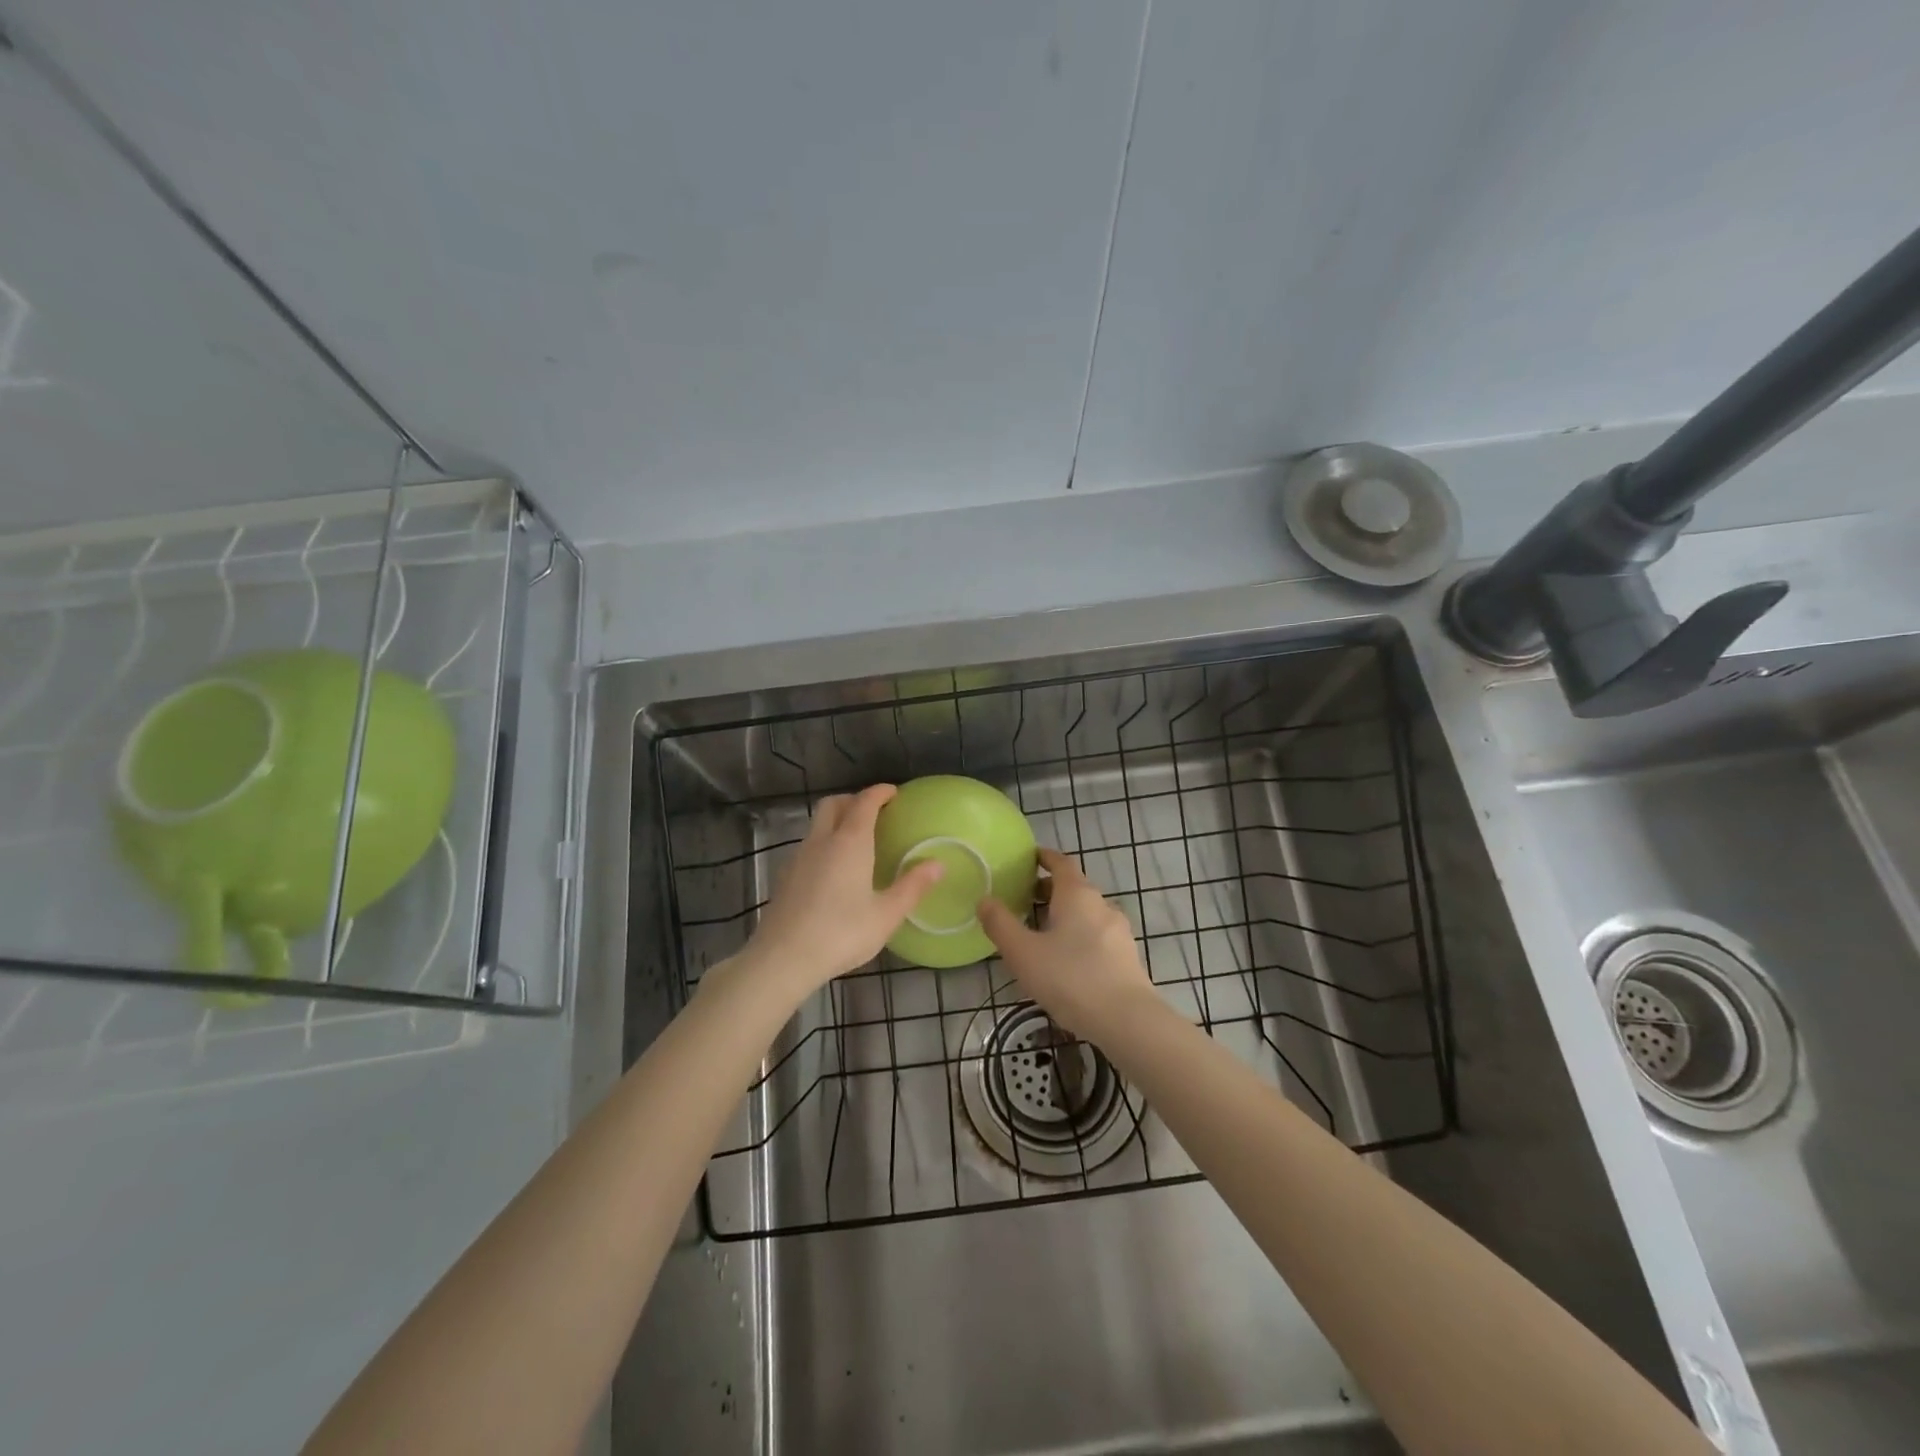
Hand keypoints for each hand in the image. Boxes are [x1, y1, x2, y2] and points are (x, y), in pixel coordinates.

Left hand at [730, 784, 942, 1003]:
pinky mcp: (785, 876)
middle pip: (833, 804)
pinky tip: (835, 870)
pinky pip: (809, 845)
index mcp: (850, 842)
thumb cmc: (841, 934)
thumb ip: (912, 886)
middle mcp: (822, 841)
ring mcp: (799, 857)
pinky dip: (825, 843)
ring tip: (858, 841)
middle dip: (854, 800)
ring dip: (837, 821)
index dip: (879, 792)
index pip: (864, 802)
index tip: (894, 793)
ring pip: (818, 824)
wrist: (782, 959)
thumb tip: (938, 864)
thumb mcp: (886, 915)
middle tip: (875, 812)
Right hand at [977, 847, 1158, 1039]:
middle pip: (1074, 887)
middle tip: (1024, 899)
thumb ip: (1000, 924)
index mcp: (1077, 894)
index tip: (1028, 858)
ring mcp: (1119, 931)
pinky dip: (1079, 936)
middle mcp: (1102, 904)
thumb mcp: (1023, 953)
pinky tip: (1066, 961)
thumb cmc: (1069, 978)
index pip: (1061, 862)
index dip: (1044, 857)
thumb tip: (985, 900)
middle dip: (1049, 889)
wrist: (1127, 1020)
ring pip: (1087, 913)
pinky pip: (1097, 935)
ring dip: (1065, 915)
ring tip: (1041, 933)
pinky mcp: (1127, 956)